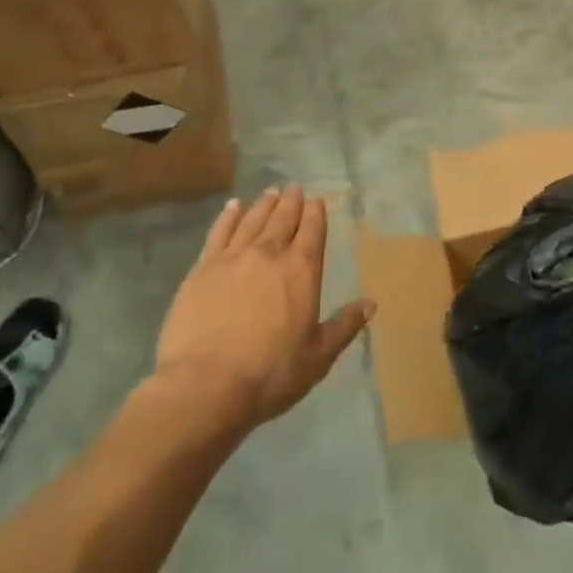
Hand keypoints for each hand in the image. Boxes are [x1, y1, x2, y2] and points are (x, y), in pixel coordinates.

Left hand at [153, 185, 373, 429]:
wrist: (206, 384)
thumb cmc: (271, 373)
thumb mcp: (318, 356)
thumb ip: (344, 326)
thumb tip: (371, 303)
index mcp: (302, 271)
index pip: (312, 231)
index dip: (316, 213)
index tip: (317, 200)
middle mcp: (269, 254)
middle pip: (282, 218)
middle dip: (291, 201)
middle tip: (294, 187)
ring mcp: (233, 257)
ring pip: (252, 220)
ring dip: (264, 204)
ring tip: (270, 192)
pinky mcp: (202, 268)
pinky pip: (219, 232)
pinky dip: (228, 217)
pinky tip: (233, 207)